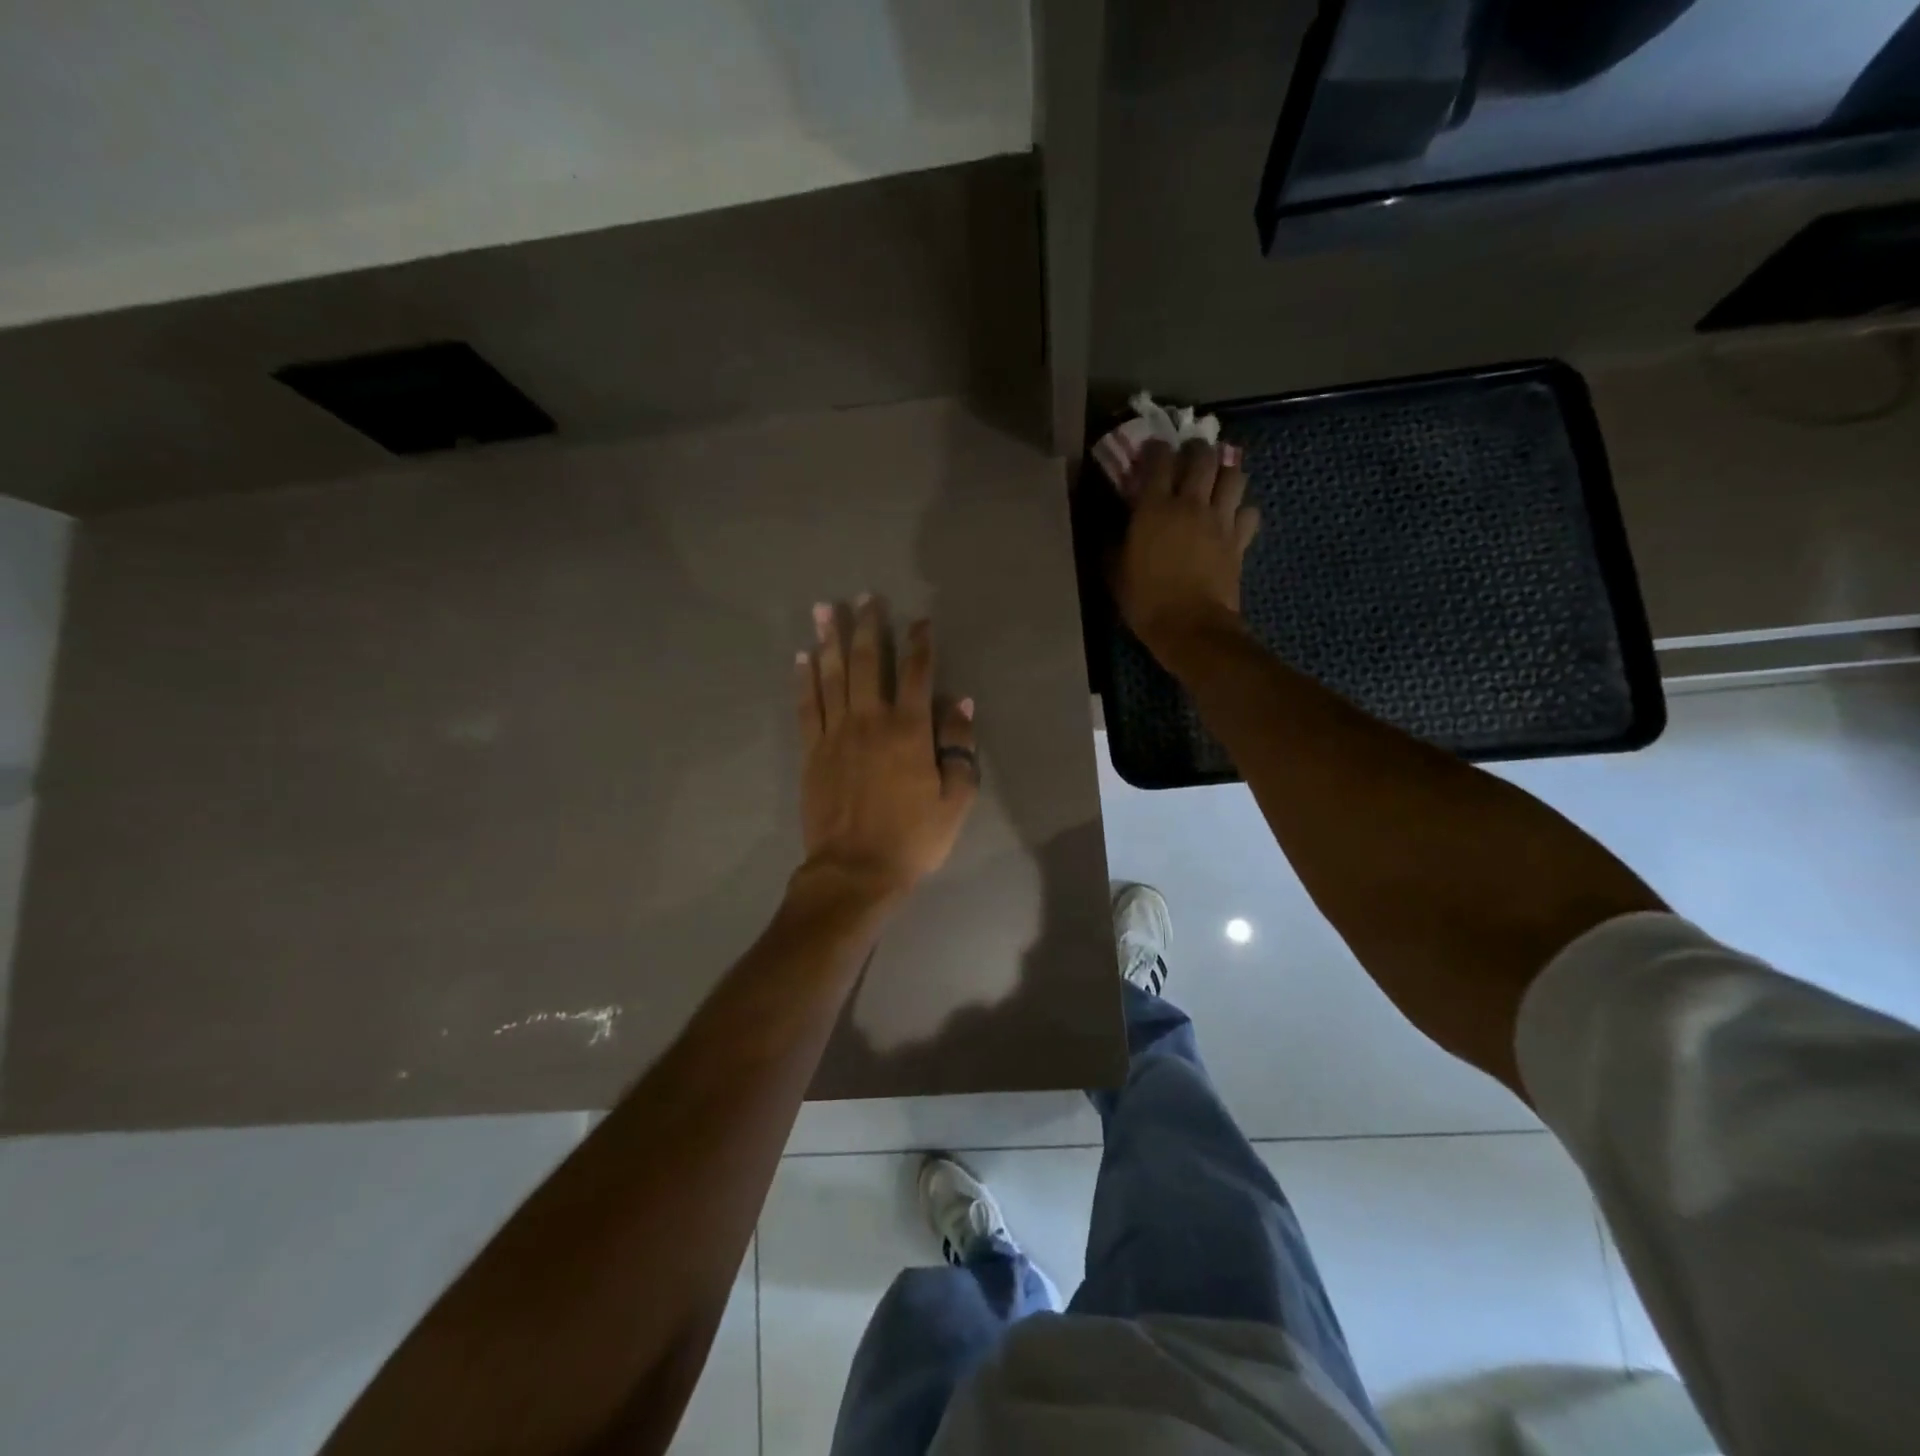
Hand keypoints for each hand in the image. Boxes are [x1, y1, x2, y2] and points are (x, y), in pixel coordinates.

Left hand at [793, 597, 977, 903]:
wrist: (855, 870)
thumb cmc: (913, 838)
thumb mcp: (955, 798)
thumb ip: (959, 746)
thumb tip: (962, 703)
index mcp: (909, 730)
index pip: (918, 673)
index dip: (920, 643)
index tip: (920, 621)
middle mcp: (870, 721)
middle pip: (869, 662)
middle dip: (868, 626)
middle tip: (865, 597)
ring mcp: (835, 734)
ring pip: (832, 676)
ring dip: (829, 640)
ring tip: (824, 609)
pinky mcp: (811, 751)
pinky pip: (807, 706)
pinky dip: (804, 679)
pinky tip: (802, 658)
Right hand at [1111, 438, 1259, 653]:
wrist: (1191, 627)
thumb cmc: (1146, 601)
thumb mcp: (1115, 573)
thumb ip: (1113, 543)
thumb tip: (1111, 527)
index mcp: (1154, 508)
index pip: (1158, 460)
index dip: (1155, 449)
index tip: (1152, 451)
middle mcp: (1190, 504)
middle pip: (1203, 457)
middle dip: (1196, 450)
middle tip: (1189, 456)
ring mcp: (1220, 520)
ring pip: (1234, 475)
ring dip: (1225, 472)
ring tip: (1216, 480)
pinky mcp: (1239, 540)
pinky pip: (1249, 512)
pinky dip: (1242, 510)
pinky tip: (1233, 518)